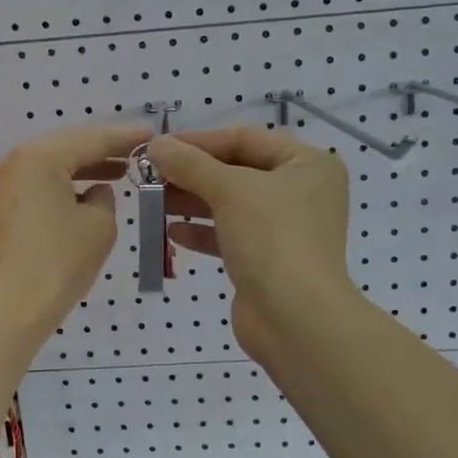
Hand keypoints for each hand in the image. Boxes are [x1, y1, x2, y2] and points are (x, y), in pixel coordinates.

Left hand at [0, 123, 150, 339]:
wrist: (6, 313)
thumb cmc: (58, 264)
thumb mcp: (99, 226)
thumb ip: (104, 198)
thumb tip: (93, 192)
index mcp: (38, 158)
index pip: (90, 139)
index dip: (123, 138)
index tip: (150, 135)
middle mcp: (10, 163)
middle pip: (63, 147)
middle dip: (99, 149)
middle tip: (132, 152)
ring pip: (44, 167)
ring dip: (78, 169)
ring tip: (113, 174)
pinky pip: (30, 188)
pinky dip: (56, 187)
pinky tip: (78, 198)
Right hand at [146, 127, 357, 359]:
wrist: (295, 319)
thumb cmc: (272, 238)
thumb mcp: (230, 190)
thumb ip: (191, 164)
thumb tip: (156, 144)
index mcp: (307, 164)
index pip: (246, 139)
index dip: (200, 140)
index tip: (158, 146)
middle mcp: (302, 191)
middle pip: (238, 170)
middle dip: (193, 173)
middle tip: (150, 174)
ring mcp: (287, 228)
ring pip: (232, 204)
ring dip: (193, 201)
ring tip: (154, 200)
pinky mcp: (269, 260)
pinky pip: (232, 235)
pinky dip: (203, 231)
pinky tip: (173, 233)